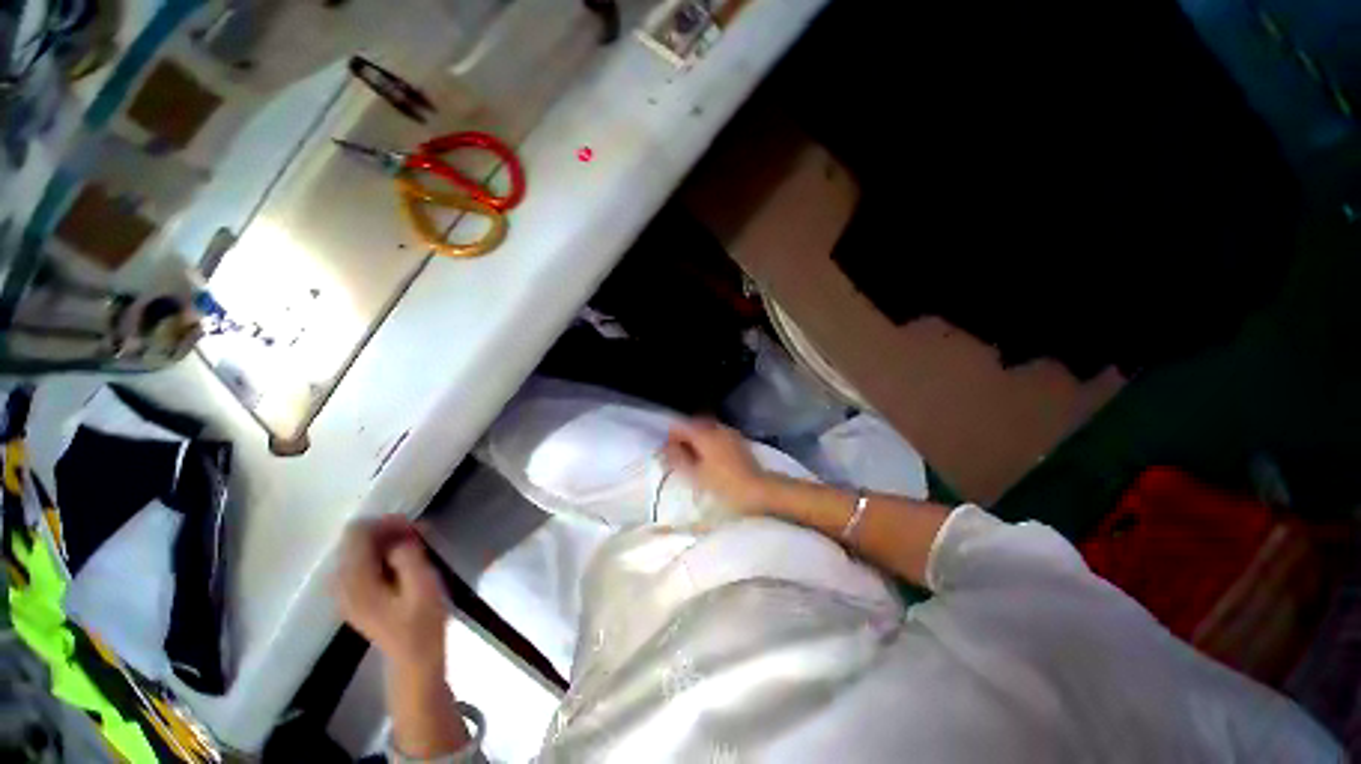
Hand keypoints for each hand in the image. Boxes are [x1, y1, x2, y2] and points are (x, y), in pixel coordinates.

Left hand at [335, 516, 447, 672]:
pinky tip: (402, 562)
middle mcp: (341, 584)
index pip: (356, 534)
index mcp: (356, 582)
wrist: (414, 660)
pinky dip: (380, 555)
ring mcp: (345, 593)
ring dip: (385, 542)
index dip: (385, 523)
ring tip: (414, 547)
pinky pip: (360, 564)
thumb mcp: (424, 586)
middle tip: (419, 535)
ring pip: (357, 551)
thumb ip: (407, 556)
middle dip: (386, 531)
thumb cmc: (423, 623)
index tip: (413, 528)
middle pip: (354, 540)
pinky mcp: (353, 598)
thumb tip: (397, 537)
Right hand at [663, 419, 772, 513]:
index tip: (666, 452)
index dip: (670, 438)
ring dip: (696, 439)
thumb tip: (664, 448)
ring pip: (705, 430)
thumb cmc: (724, 485)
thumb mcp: (696, 475)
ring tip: (693, 458)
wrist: (758, 489)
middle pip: (692, 426)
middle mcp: (715, 428)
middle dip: (683, 437)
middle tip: (678, 455)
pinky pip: (717, 435)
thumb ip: (677, 458)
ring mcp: (729, 432)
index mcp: (703, 434)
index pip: (679, 426)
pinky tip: (709, 457)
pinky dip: (708, 441)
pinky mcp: (738, 440)